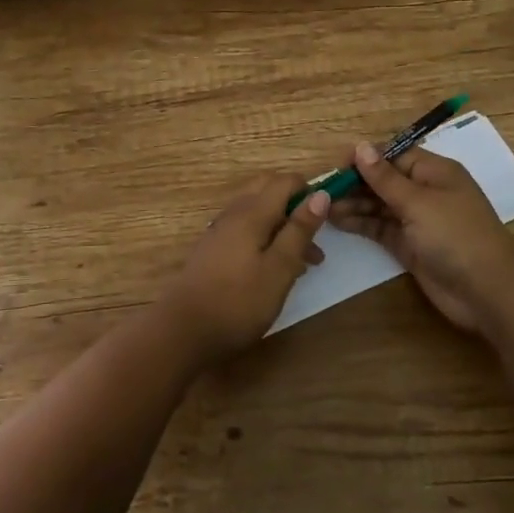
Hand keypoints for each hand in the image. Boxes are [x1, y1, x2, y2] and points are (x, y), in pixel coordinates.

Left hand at [158, 173, 328, 362]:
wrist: (183, 330)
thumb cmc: (238, 301)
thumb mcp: (279, 268)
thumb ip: (299, 230)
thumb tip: (320, 194)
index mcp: (251, 212)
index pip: (284, 182)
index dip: (309, 190)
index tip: (329, 215)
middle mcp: (234, 214)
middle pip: (268, 191)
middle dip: (295, 206)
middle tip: (316, 236)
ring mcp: (220, 232)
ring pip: (258, 213)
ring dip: (283, 227)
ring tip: (307, 262)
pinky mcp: (214, 251)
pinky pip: (246, 231)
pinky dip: (267, 239)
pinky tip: (277, 270)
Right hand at [326, 143, 513, 333]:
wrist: (487, 291)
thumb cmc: (455, 235)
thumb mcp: (418, 202)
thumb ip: (385, 178)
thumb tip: (361, 147)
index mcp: (433, 171)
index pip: (393, 155)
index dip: (365, 158)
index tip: (336, 166)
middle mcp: (425, 191)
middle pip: (384, 180)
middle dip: (355, 182)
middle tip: (323, 189)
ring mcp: (417, 220)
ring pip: (379, 204)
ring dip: (354, 203)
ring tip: (324, 206)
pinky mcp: (410, 245)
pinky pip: (380, 227)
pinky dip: (360, 223)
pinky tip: (337, 220)